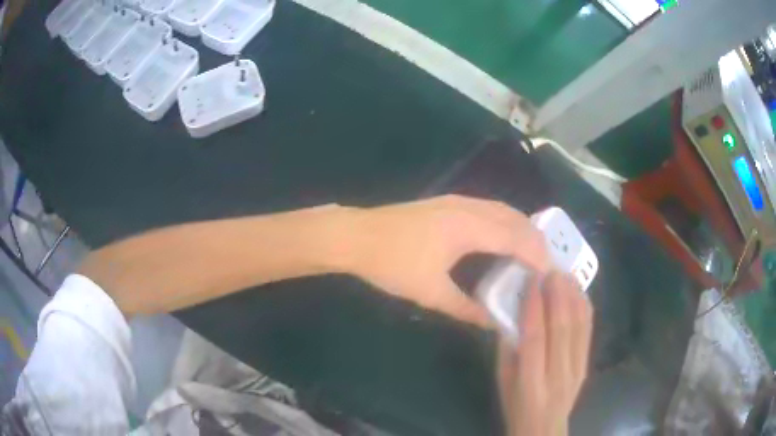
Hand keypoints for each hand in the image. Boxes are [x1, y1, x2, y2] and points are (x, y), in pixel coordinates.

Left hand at [342, 195, 550, 326]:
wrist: (354, 236)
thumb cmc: (392, 264)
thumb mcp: (431, 293)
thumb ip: (466, 309)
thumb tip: (492, 322)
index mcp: (469, 227)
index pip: (516, 238)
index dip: (537, 255)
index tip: (551, 275)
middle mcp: (468, 207)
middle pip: (514, 219)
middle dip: (534, 240)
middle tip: (546, 265)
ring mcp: (456, 201)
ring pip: (501, 210)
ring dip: (521, 229)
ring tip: (531, 253)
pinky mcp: (446, 203)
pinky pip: (488, 209)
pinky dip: (504, 222)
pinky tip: (502, 238)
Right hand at [498, 272, 592, 435]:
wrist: (544, 429)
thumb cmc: (516, 407)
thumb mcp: (502, 382)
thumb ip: (507, 350)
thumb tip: (510, 313)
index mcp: (531, 382)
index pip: (535, 338)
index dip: (533, 307)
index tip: (532, 280)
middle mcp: (559, 373)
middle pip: (562, 327)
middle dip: (558, 294)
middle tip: (551, 269)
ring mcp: (577, 368)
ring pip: (579, 326)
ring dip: (573, 296)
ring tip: (566, 274)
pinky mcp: (587, 364)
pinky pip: (588, 331)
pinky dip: (584, 308)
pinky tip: (579, 292)